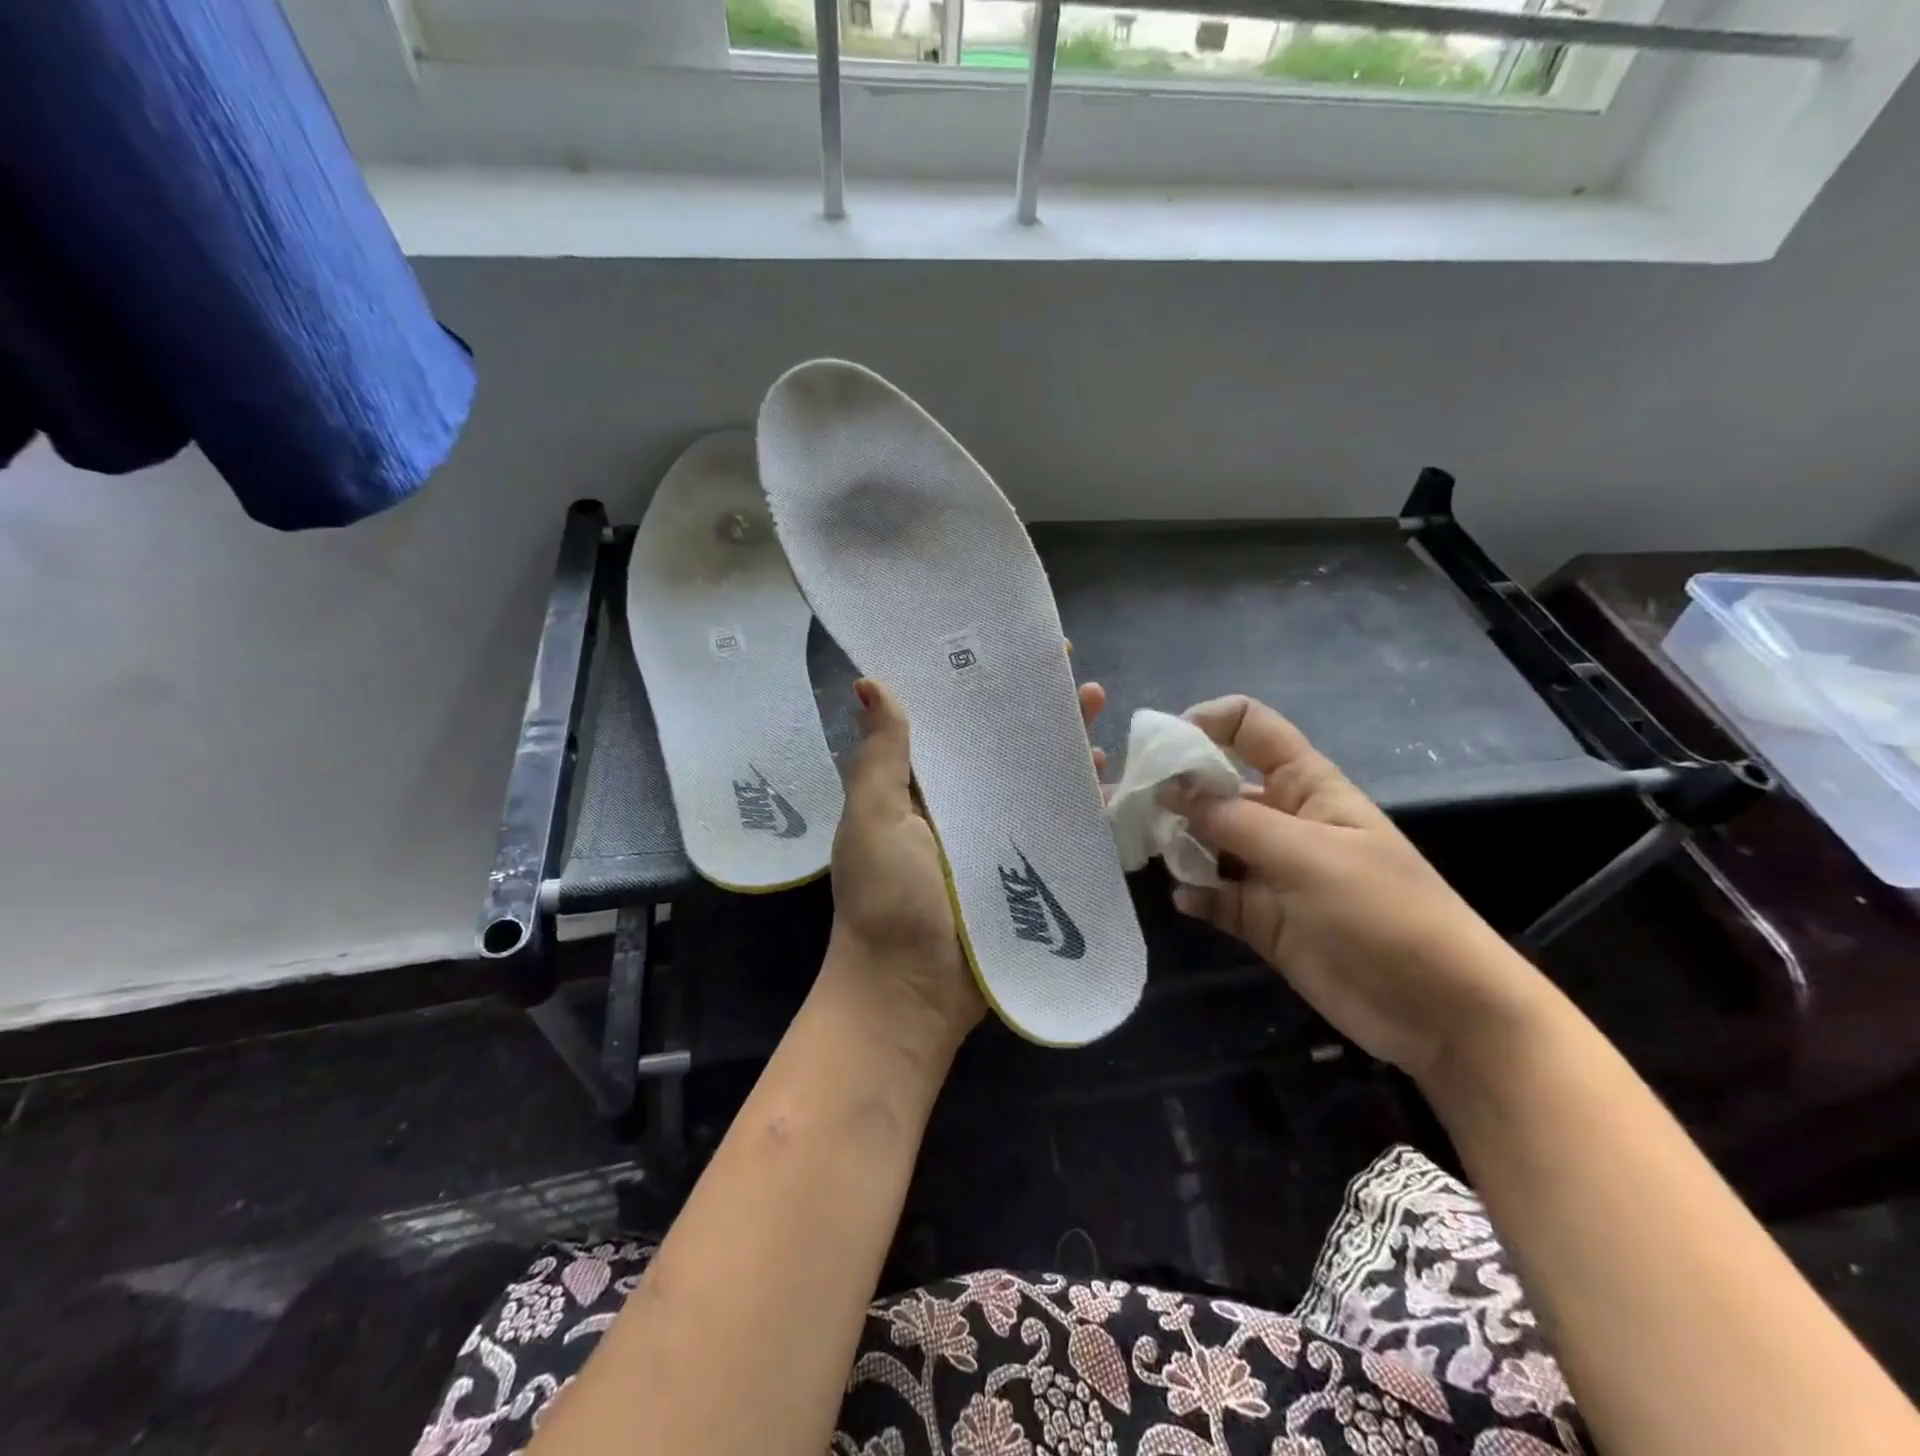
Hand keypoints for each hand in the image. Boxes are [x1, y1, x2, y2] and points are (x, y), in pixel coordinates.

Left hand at [826, 675, 1107, 1054]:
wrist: (911, 993)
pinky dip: (1080, 798)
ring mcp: (994, 834)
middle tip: (1064, 667)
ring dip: (1060, 742)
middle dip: (1030, 704)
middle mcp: (957, 802)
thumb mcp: (873, 819)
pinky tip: (1105, 774)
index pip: (948, 719)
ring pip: (1033, 776)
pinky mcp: (1024, 867)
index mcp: (916, 785)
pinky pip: (1057, 823)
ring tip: (1094, 705)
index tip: (1003, 646)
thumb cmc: (885, 901)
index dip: (974, 682)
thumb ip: (881, 755)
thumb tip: (871, 681)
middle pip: (999, 742)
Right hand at [1166, 695, 1546, 1079]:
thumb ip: (1234, 820)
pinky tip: (1185, 900)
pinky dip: (1195, 893)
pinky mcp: (1262, 918)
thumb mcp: (1307, 855)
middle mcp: (1282, 820)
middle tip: (1130, 806)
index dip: (1206, 723)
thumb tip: (1171, 789)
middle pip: (1217, 784)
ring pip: (1208, 840)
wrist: (1439, 1009)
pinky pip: (1215, 895)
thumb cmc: (1383, 911)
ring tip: (1150, 852)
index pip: (1250, 728)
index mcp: (1304, 786)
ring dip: (1177, 841)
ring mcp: (1270, 870)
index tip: (1161, 748)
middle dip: (1174, 788)